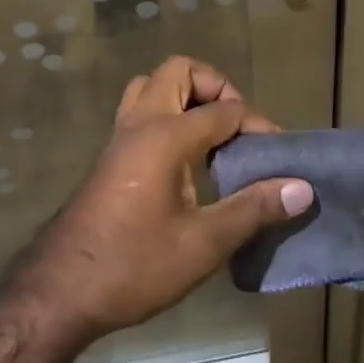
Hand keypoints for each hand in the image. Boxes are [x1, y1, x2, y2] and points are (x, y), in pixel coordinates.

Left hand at [15, 56, 313, 343]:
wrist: (61, 291)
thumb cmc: (134, 265)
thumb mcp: (204, 244)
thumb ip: (253, 209)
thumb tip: (302, 188)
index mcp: (166, 135)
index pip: (224, 110)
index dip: (257, 124)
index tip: (279, 152)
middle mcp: (141, 122)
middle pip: (181, 71)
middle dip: (215, 87)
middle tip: (236, 127)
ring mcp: (120, 135)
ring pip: (154, 85)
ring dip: (186, 96)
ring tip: (211, 135)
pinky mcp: (111, 154)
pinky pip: (141, 109)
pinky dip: (168, 113)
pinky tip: (184, 158)